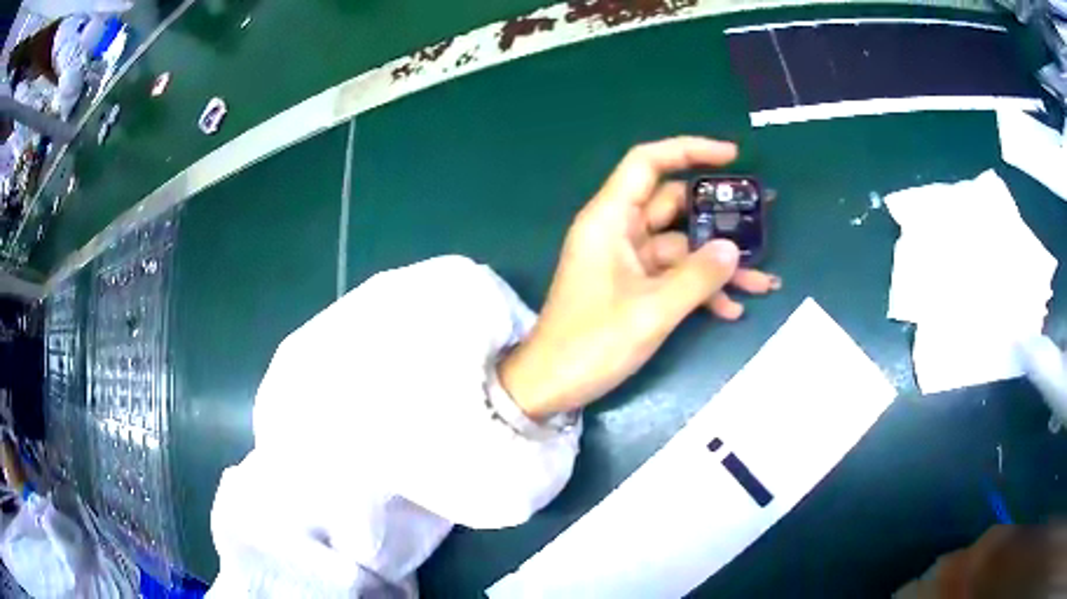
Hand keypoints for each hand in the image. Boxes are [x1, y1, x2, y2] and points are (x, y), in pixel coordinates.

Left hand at [500, 137, 780, 418]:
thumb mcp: (652, 311)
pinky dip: (700, 288)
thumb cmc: (591, 345)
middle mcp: (618, 231)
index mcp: (610, 219)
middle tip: (764, 217)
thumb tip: (733, 249)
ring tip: (762, 282)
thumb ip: (698, 277)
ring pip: (681, 246)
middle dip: (720, 214)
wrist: (551, 386)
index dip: (688, 150)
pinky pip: (673, 275)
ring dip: (719, 263)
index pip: (648, 163)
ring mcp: (627, 261)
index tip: (733, 157)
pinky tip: (732, 310)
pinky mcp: (633, 287)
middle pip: (674, 205)